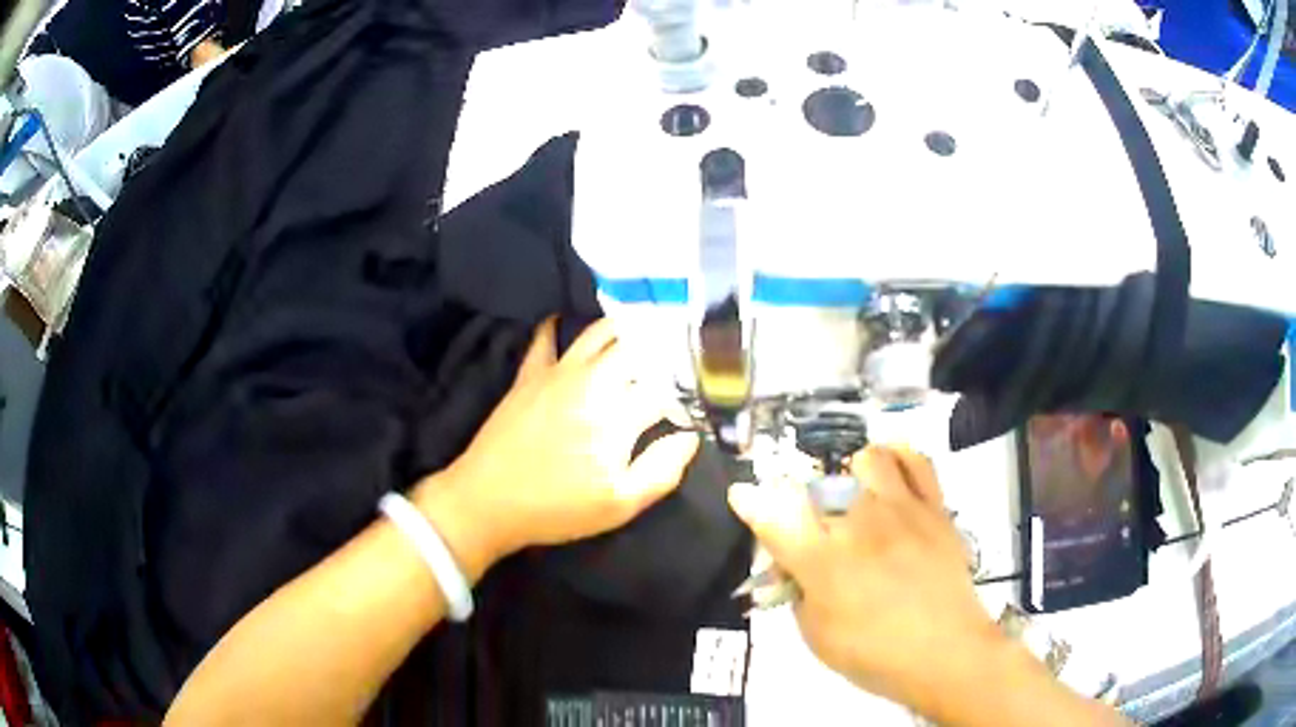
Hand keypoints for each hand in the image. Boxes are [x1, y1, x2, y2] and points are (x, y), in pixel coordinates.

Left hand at [417, 318, 698, 567]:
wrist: (485, 501)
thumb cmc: (556, 509)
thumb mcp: (619, 506)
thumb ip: (662, 470)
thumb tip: (690, 437)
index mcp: (618, 415)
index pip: (668, 386)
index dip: (692, 387)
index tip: (705, 390)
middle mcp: (592, 382)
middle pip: (639, 347)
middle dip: (666, 346)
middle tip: (682, 350)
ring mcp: (557, 372)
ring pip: (599, 332)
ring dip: (626, 328)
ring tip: (646, 328)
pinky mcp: (529, 375)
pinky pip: (545, 338)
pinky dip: (559, 326)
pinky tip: (568, 321)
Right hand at [727, 447, 1004, 715]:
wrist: (946, 653)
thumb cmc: (875, 655)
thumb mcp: (817, 636)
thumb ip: (797, 592)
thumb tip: (792, 565)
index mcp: (823, 562)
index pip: (773, 517)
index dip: (751, 502)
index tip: (742, 495)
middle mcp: (859, 523)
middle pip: (819, 485)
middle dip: (806, 502)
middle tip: (817, 528)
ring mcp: (901, 509)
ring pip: (869, 459)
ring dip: (853, 474)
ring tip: (857, 497)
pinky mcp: (934, 508)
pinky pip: (917, 461)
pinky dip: (899, 457)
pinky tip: (892, 471)